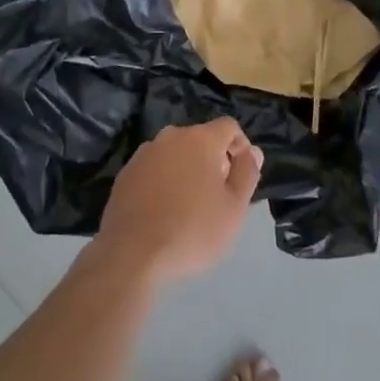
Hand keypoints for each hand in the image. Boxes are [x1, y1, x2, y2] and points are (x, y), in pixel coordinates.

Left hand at [96, 118, 262, 285]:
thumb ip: (247, 174)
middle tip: (218, 195)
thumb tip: (252, 152)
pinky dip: (164, 181)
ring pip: (175, 153)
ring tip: (190, 205)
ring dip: (187, 170)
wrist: (132, 253)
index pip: (229, 127)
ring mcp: (145, 153)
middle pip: (201, 139)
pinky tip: (164, 210)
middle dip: (213, 160)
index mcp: (201, 139)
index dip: (241, 146)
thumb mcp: (234, 208)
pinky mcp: (126, 173)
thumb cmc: (192, 230)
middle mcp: (171, 136)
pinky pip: (154, 169)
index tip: (242, 175)